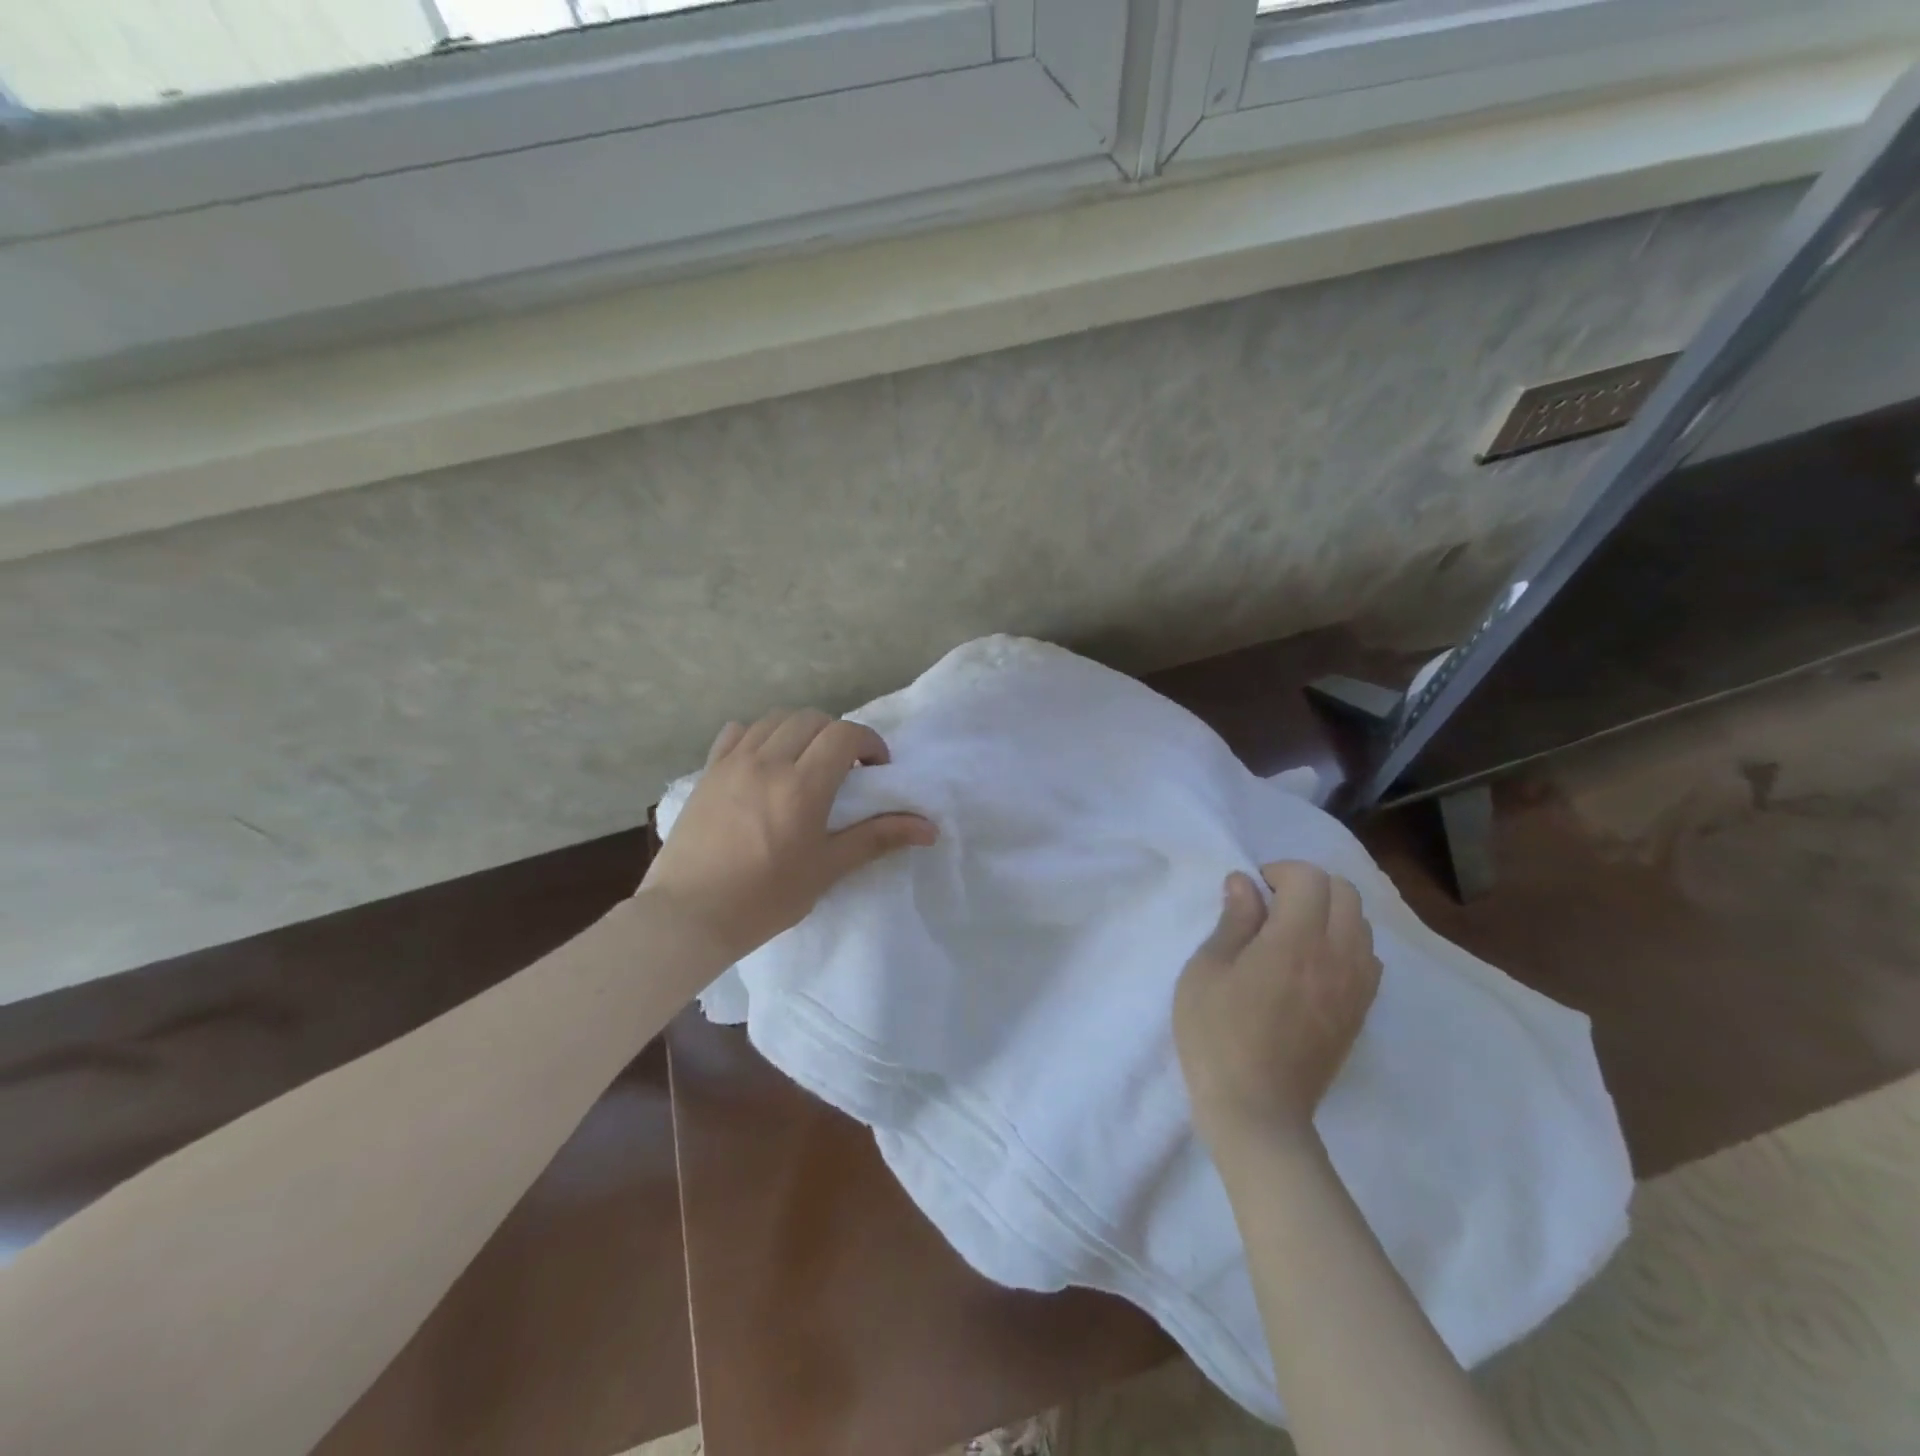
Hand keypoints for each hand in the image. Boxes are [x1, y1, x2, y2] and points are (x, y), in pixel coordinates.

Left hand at [638, 709, 937, 968]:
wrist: (688, 916)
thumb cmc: (765, 898)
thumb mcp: (827, 869)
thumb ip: (877, 838)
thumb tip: (929, 828)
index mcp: (802, 785)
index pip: (845, 735)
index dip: (869, 743)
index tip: (876, 770)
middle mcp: (768, 761)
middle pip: (813, 719)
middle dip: (837, 736)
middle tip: (845, 769)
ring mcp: (732, 762)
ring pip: (775, 719)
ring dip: (801, 731)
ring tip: (805, 762)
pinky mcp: (707, 771)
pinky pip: (737, 731)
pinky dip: (760, 734)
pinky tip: (764, 761)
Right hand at [1173, 861, 1381, 1149]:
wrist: (1258, 1111)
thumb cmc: (1217, 1035)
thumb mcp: (1206, 970)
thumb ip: (1233, 921)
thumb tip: (1244, 882)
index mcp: (1295, 940)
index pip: (1311, 878)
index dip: (1280, 872)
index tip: (1252, 891)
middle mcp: (1337, 956)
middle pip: (1345, 893)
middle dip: (1309, 886)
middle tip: (1271, 906)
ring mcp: (1356, 987)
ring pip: (1361, 924)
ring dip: (1329, 914)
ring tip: (1291, 935)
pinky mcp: (1360, 1013)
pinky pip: (1367, 958)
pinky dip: (1344, 945)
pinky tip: (1312, 966)